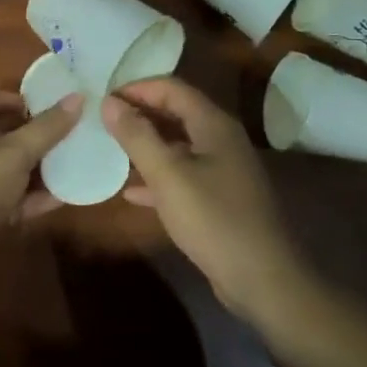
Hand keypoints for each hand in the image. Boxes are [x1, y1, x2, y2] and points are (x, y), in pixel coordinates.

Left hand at [0, 91, 80, 272]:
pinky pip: (12, 201)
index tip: (49, 105)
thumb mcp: (14, 152)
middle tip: (72, 136)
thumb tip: (78, 96)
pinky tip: (60, 200)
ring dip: (39, 170)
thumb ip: (47, 128)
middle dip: (36, 136)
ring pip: (11, 171)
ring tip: (74, 166)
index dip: (18, 99)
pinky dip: (33, 199)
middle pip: (6, 136)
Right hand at [103, 78, 313, 325]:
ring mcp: (223, 168)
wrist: (263, 279)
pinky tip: (132, 192)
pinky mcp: (221, 197)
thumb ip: (137, 136)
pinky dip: (159, 176)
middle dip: (139, 113)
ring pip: (178, 144)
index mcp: (213, 123)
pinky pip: (184, 174)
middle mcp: (221, 138)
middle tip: (103, 122)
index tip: (103, 100)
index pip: (170, 88)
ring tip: (111, 150)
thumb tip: (108, 102)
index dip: (136, 88)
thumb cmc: (213, 219)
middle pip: (175, 112)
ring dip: (146, 144)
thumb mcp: (168, 175)